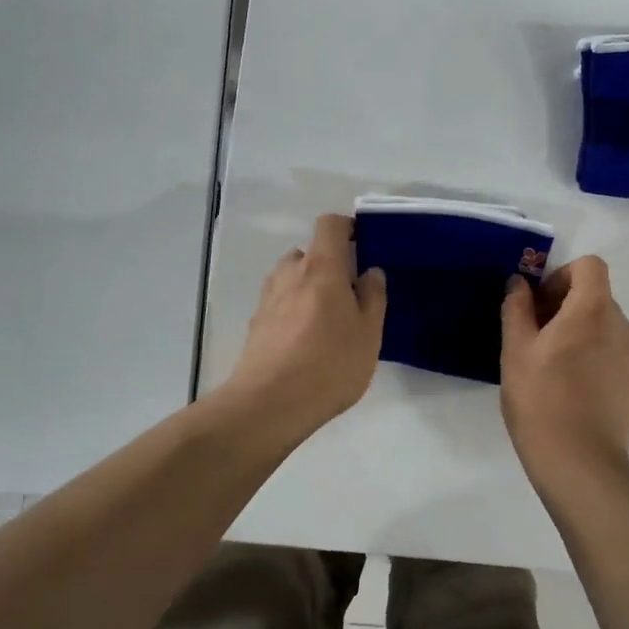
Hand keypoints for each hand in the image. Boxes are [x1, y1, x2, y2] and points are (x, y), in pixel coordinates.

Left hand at [222, 214, 386, 438]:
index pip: (329, 225)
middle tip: (349, 294)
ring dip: (309, 288)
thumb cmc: (329, 363)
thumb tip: (370, 271)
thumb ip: (372, 296)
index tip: (363, 244)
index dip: (347, 227)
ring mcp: (268, 298)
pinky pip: (280, 303)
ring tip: (327, 321)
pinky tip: (305, 342)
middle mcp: (290, 273)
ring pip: (292, 279)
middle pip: (309, 253)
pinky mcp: (256, 323)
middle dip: (329, 265)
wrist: (269, 403)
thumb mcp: (368, 332)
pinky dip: (294, 310)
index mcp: (321, 266)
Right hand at [500, 255, 628, 488]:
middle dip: (564, 305)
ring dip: (578, 331)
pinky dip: (591, 355)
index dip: (561, 276)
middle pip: (596, 295)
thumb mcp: (516, 351)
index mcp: (593, 311)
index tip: (539, 305)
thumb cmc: (541, 401)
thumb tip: (519, 283)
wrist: (581, 464)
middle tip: (534, 336)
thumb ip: (517, 308)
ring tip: (549, 365)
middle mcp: (621, 327)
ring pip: (604, 325)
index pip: (589, 266)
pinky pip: (612, 352)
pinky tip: (569, 388)